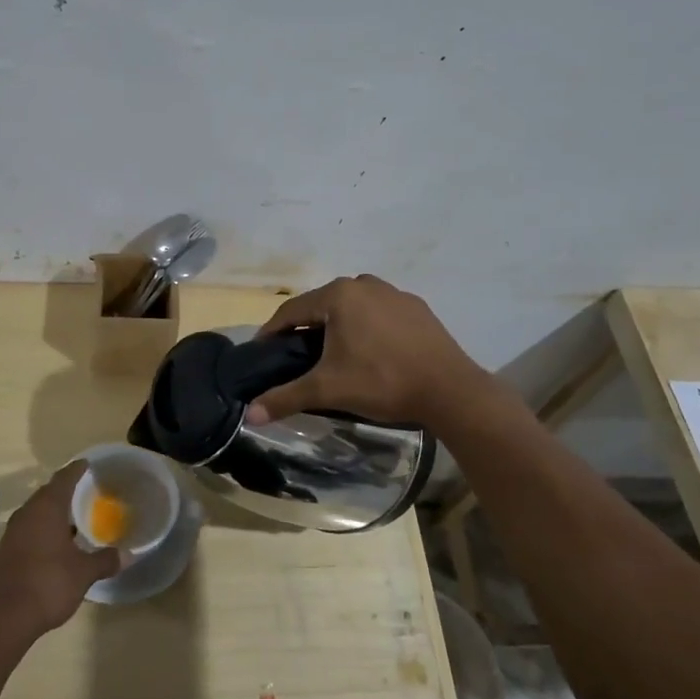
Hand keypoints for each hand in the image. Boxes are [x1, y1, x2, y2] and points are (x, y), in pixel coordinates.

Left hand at [0, 461, 120, 643]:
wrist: (3, 618)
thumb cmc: (48, 584)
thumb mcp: (83, 573)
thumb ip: (105, 560)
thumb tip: (127, 554)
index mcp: (46, 509)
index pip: (63, 479)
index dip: (76, 470)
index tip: (87, 464)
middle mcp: (27, 514)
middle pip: (47, 493)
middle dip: (65, 490)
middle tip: (86, 491)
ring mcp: (13, 533)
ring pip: (36, 513)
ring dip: (53, 512)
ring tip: (74, 518)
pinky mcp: (6, 552)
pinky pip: (29, 530)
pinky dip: (44, 529)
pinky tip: (57, 544)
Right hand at [246, 275, 492, 425]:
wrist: (450, 390)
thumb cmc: (382, 382)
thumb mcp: (328, 390)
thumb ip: (285, 397)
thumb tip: (249, 415)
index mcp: (338, 295)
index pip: (292, 310)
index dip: (273, 332)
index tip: (263, 352)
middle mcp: (364, 283)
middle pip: (322, 304)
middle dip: (306, 328)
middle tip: (296, 357)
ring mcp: (394, 293)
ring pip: (352, 306)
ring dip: (338, 325)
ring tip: (333, 355)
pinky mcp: (417, 308)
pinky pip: (379, 313)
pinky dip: (367, 327)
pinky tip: (371, 352)